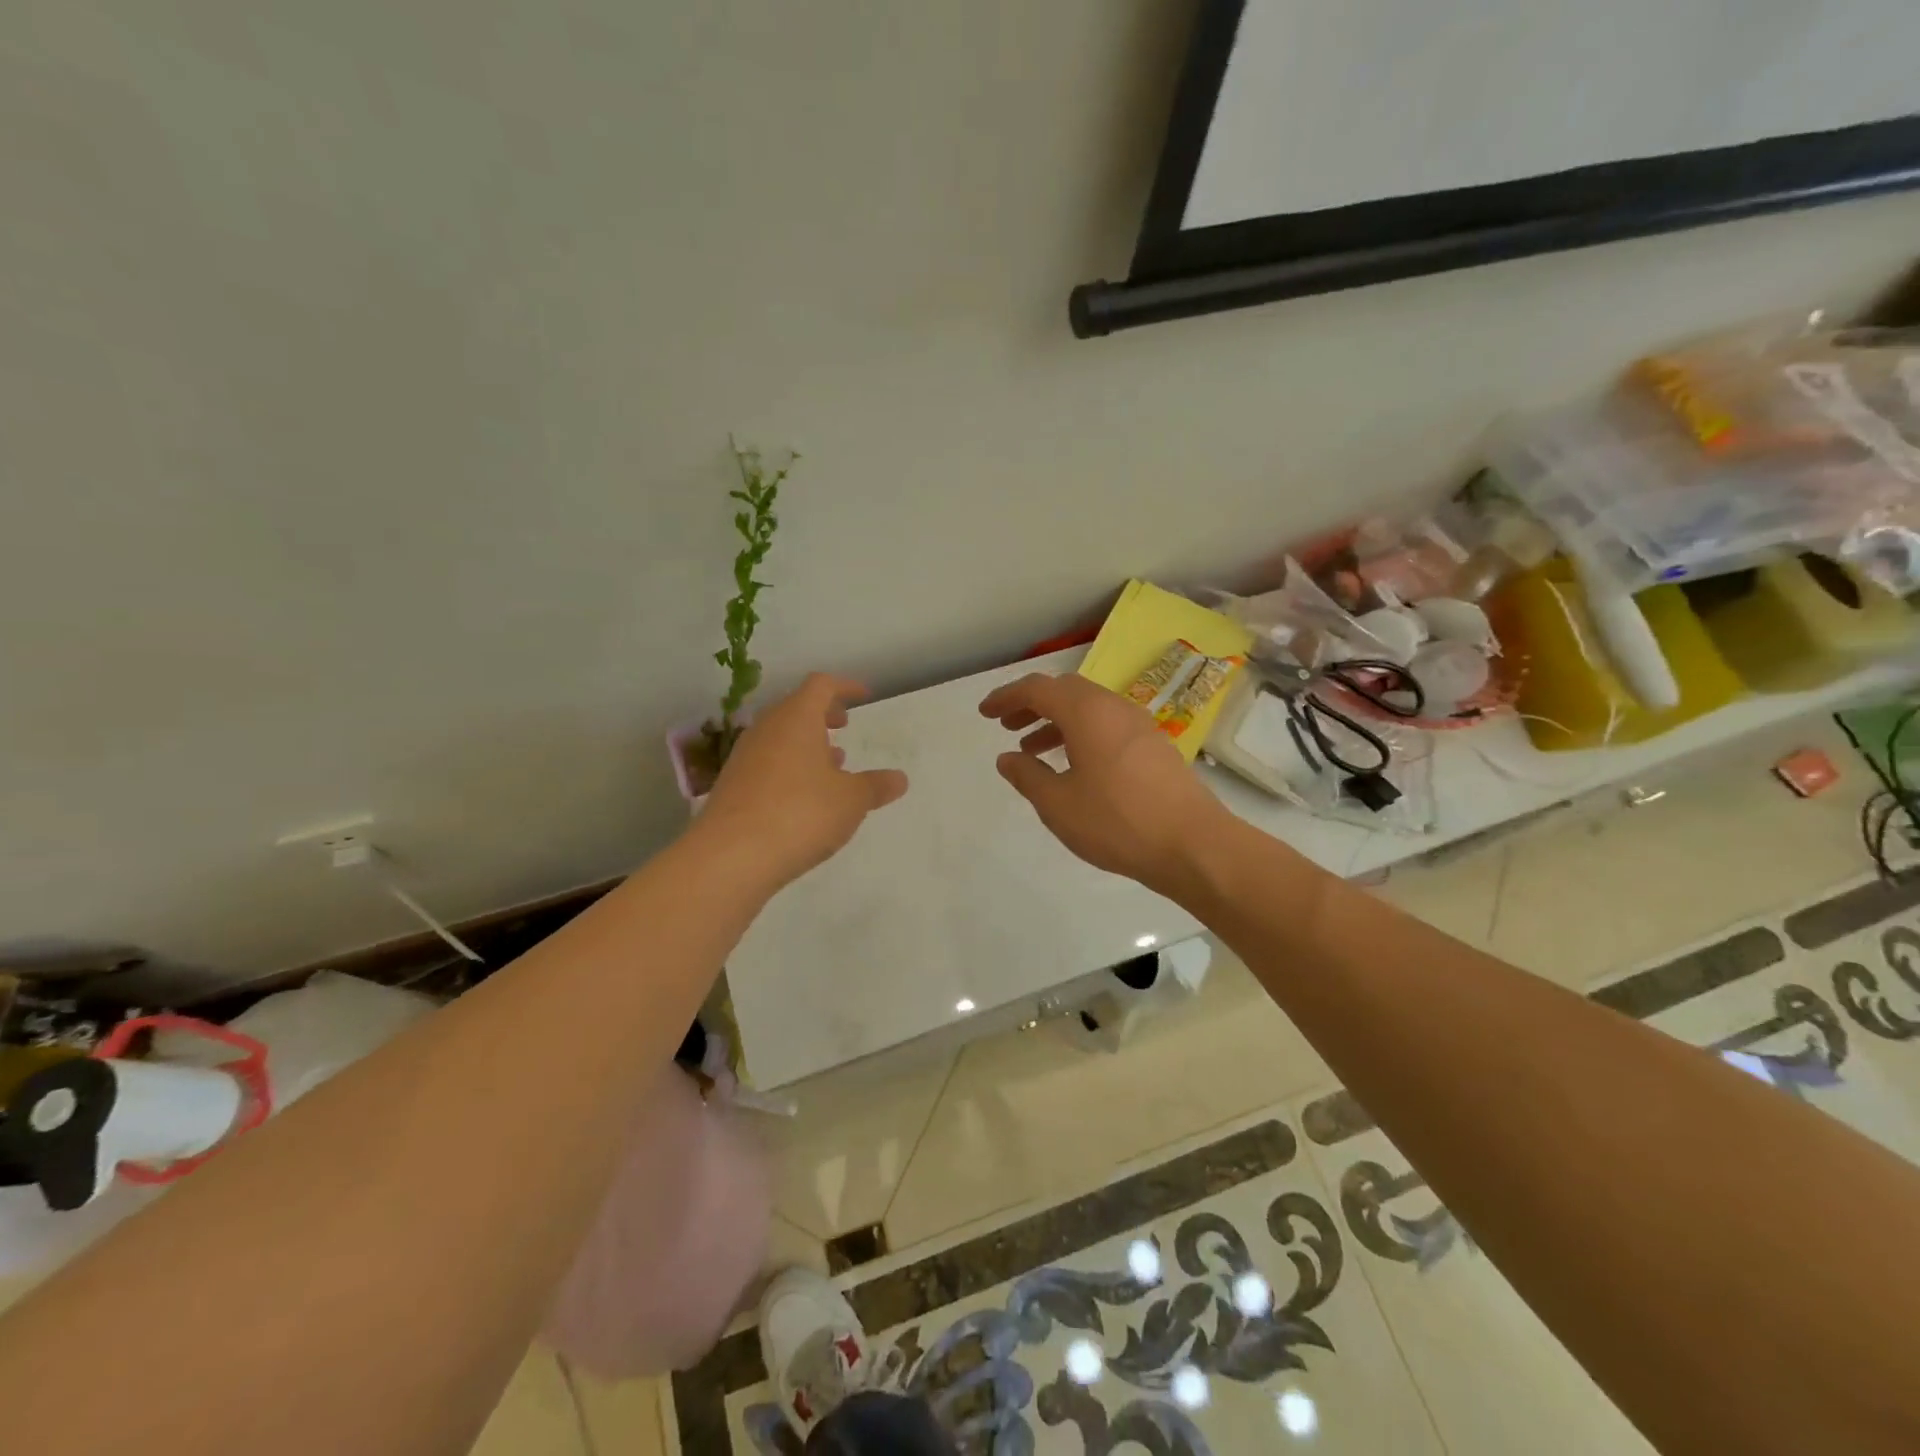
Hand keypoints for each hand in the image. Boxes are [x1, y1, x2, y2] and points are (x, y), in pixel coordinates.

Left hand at [695, 674, 908, 888]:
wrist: (730, 857)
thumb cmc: (801, 814)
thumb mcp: (851, 801)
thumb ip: (876, 786)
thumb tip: (899, 779)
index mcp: (796, 718)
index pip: (821, 685)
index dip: (845, 686)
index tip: (864, 697)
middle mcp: (766, 729)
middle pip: (795, 707)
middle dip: (823, 714)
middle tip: (844, 727)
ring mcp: (744, 757)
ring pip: (779, 736)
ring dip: (806, 743)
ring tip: (831, 765)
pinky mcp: (732, 785)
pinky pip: (766, 762)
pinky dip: (789, 767)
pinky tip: (804, 796)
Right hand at [978, 671, 1227, 896]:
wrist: (1193, 844)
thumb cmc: (1117, 821)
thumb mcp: (1058, 804)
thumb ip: (1027, 776)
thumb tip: (1007, 758)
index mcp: (1087, 713)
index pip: (1038, 689)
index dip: (1006, 697)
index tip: (985, 713)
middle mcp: (1113, 708)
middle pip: (1065, 692)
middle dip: (1032, 705)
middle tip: (1007, 726)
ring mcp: (1139, 725)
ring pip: (1088, 709)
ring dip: (1056, 721)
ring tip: (1032, 750)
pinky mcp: (1154, 745)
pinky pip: (1107, 726)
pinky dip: (1081, 734)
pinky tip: (1074, 766)